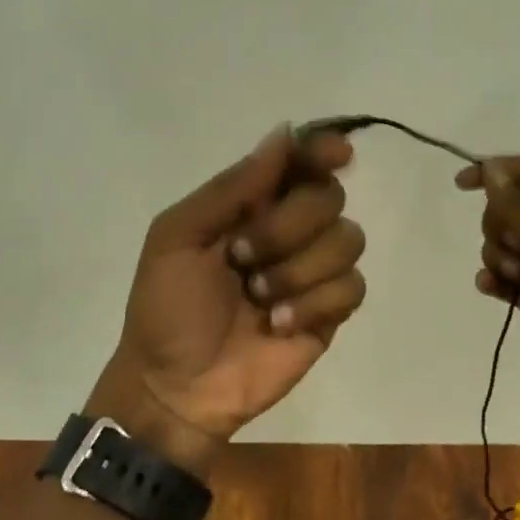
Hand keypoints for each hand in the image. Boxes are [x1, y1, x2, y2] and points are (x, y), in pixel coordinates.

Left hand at [95, 126, 365, 470]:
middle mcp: (289, 229)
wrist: (175, 386)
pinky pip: (352, 287)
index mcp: (251, 204)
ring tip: (258, 299)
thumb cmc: (166, 306)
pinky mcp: (330, 312)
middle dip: (287, 225)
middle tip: (241, 255)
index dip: (323, 150)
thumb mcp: (179, 235)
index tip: (339, 153)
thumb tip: (285, 132)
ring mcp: (312, 270)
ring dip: (297, 270)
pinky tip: (278, 325)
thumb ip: (232, 187)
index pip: (301, 161)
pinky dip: (314, 304)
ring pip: (348, 239)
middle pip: (329, 196)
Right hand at [455, 156, 519, 411]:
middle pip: (508, 208)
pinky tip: (493, 289)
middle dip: (499, 226)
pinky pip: (501, 275)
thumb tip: (492, 168)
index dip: (494, 172)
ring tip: (516, 277)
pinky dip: (494, 279)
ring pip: (500, 243)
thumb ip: (516, 202)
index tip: (461, 184)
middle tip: (517, 246)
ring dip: (498, 257)